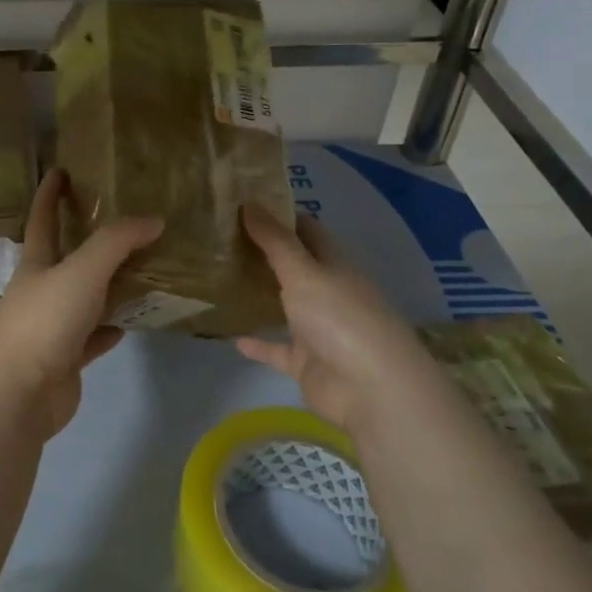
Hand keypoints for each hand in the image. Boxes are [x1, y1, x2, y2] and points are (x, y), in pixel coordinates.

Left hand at [0, 168, 161, 439]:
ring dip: (109, 285)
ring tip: (144, 268)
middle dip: (89, 238)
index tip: (60, 169)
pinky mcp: (65, 359)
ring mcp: (52, 327)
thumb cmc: (44, 322)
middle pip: (67, 258)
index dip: (50, 193)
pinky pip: (94, 336)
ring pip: (85, 298)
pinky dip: (111, 327)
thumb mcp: (82, 272)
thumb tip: (153, 219)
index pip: (42, 219)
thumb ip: (117, 242)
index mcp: (36, 265)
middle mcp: (41, 291)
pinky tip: (131, 321)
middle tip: (126, 221)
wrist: (19, 394)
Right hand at [234, 204, 437, 436]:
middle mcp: (328, 292)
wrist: (371, 389)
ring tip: (220, 279)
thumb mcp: (304, 272)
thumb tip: (249, 202)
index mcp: (334, 265)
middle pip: (294, 267)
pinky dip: (258, 343)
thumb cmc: (340, 318)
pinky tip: (231, 336)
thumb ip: (275, 242)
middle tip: (221, 236)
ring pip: (285, 307)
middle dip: (263, 253)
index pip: (306, 230)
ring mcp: (318, 329)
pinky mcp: (307, 363)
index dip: (279, 215)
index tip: (243, 203)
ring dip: (260, 296)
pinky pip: (277, 349)